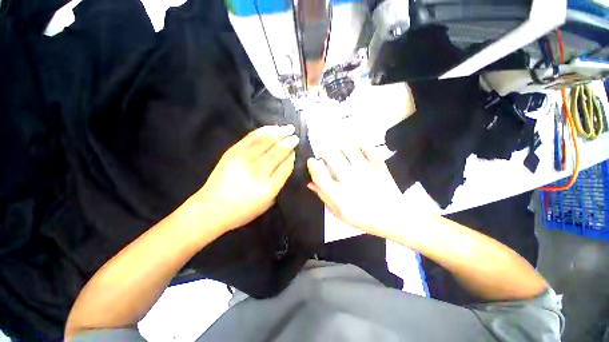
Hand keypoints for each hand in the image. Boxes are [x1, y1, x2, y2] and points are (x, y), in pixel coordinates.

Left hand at [195, 125, 298, 232]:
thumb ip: (279, 183)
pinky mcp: (233, 152)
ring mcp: (245, 159)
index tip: (295, 151)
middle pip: (278, 152)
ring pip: (266, 141)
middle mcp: (259, 171)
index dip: (292, 156)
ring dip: (279, 133)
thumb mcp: (267, 202)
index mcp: (269, 187)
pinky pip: (251, 137)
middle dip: (289, 142)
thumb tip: (286, 164)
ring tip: (288, 128)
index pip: (286, 166)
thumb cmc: (243, 210)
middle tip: (295, 136)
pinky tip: (271, 128)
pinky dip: (263, 131)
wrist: (212, 208)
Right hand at [306, 148, 403, 237]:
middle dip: (324, 152)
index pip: (319, 173)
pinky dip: (360, 144)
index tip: (311, 161)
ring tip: (340, 150)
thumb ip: (324, 196)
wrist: (394, 217)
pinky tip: (357, 148)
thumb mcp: (339, 213)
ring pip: (347, 148)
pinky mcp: (378, 165)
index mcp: (338, 193)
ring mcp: (365, 170)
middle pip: (330, 155)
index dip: (312, 164)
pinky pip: (367, 147)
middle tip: (325, 155)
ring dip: (339, 147)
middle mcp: (349, 178)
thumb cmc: (363, 218)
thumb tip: (311, 183)